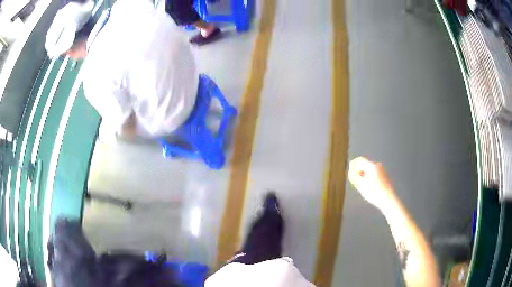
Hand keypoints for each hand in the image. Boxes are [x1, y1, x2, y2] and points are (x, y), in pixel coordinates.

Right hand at [348, 157, 396, 211]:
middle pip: (365, 164)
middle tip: (355, 181)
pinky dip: (370, 177)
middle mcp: (378, 165)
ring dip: (364, 175)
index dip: (353, 165)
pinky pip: (374, 173)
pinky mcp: (385, 175)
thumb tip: (351, 171)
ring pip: (370, 169)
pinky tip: (369, 187)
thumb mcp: (361, 185)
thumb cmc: (374, 192)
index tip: (350, 173)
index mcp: (372, 165)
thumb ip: (354, 176)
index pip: (360, 160)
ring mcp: (382, 170)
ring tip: (362, 185)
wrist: (388, 199)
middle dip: (359, 171)